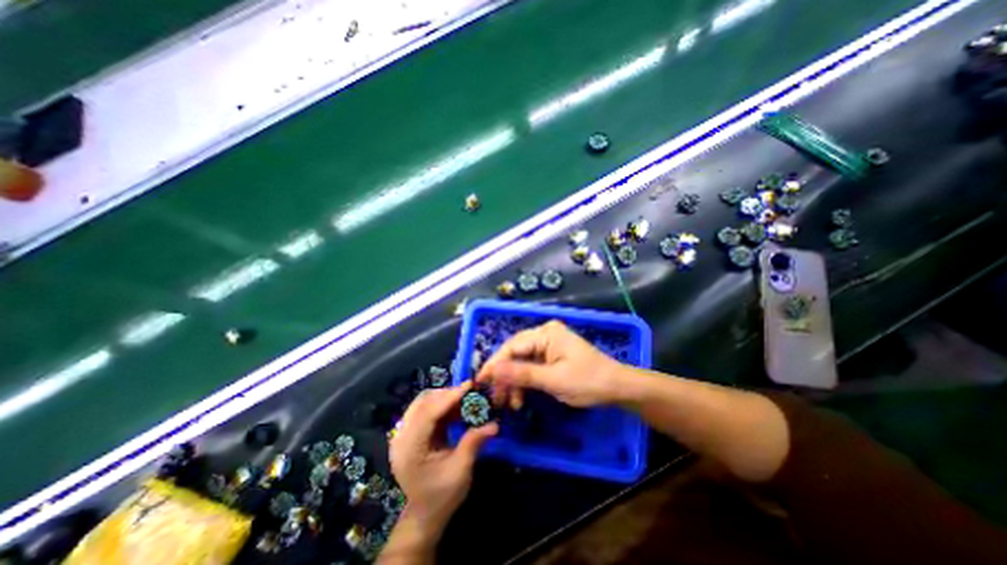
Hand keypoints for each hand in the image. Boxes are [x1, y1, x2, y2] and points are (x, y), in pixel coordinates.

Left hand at [389, 380, 498, 532]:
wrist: (424, 515)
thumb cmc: (442, 496)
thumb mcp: (460, 471)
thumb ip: (473, 443)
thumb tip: (494, 424)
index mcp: (409, 449)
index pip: (428, 414)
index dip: (449, 397)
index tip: (469, 385)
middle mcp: (401, 438)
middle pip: (422, 403)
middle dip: (446, 394)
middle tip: (468, 392)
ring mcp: (403, 435)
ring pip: (422, 403)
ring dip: (443, 398)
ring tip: (464, 398)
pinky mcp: (410, 433)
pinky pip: (425, 410)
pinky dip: (441, 405)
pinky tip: (456, 408)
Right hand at [478, 321, 626, 409]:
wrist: (616, 388)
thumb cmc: (588, 381)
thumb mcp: (553, 380)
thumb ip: (522, 374)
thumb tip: (492, 370)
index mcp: (545, 334)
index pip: (512, 347)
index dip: (496, 364)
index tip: (481, 382)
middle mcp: (544, 335)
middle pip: (515, 354)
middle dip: (504, 376)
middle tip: (494, 398)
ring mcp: (547, 346)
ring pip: (521, 362)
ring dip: (513, 383)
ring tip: (509, 404)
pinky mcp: (550, 357)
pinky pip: (530, 367)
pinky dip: (524, 383)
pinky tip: (520, 399)